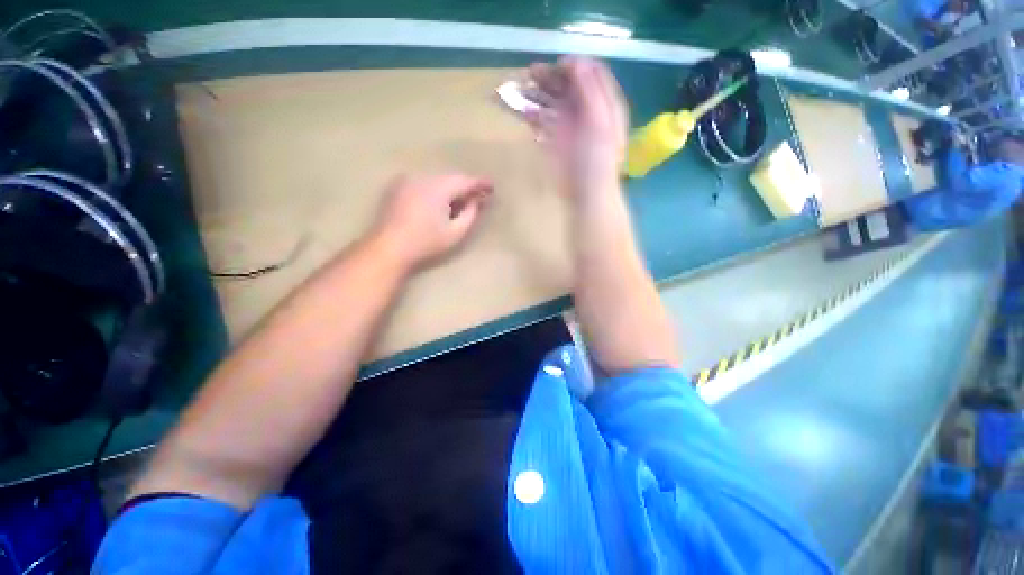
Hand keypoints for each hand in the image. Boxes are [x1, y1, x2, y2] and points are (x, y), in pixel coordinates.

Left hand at [372, 174, 492, 269]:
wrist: (389, 246)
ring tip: (460, 199)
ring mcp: (408, 180)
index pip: (464, 180)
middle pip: (451, 178)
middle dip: (465, 186)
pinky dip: (435, 188)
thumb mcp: (455, 233)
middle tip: (477, 196)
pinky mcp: (398, 186)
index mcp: (438, 188)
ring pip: (437, 179)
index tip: (491, 187)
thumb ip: (469, 214)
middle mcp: (423, 177)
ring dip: (450, 188)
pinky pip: (424, 182)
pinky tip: (439, 200)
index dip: (479, 183)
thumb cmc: (426, 242)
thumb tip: (475, 201)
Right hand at [526, 57, 627, 201]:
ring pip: (553, 101)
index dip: (575, 66)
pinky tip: (523, 111)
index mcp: (604, 104)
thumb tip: (576, 61)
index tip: (558, 66)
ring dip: (538, 93)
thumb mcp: (600, 123)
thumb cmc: (597, 161)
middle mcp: (586, 110)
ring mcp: (569, 125)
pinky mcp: (555, 140)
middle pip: (569, 85)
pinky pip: (542, 121)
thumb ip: (591, 91)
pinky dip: (532, 114)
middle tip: (531, 73)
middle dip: (551, 76)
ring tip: (521, 87)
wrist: (587, 194)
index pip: (592, 73)